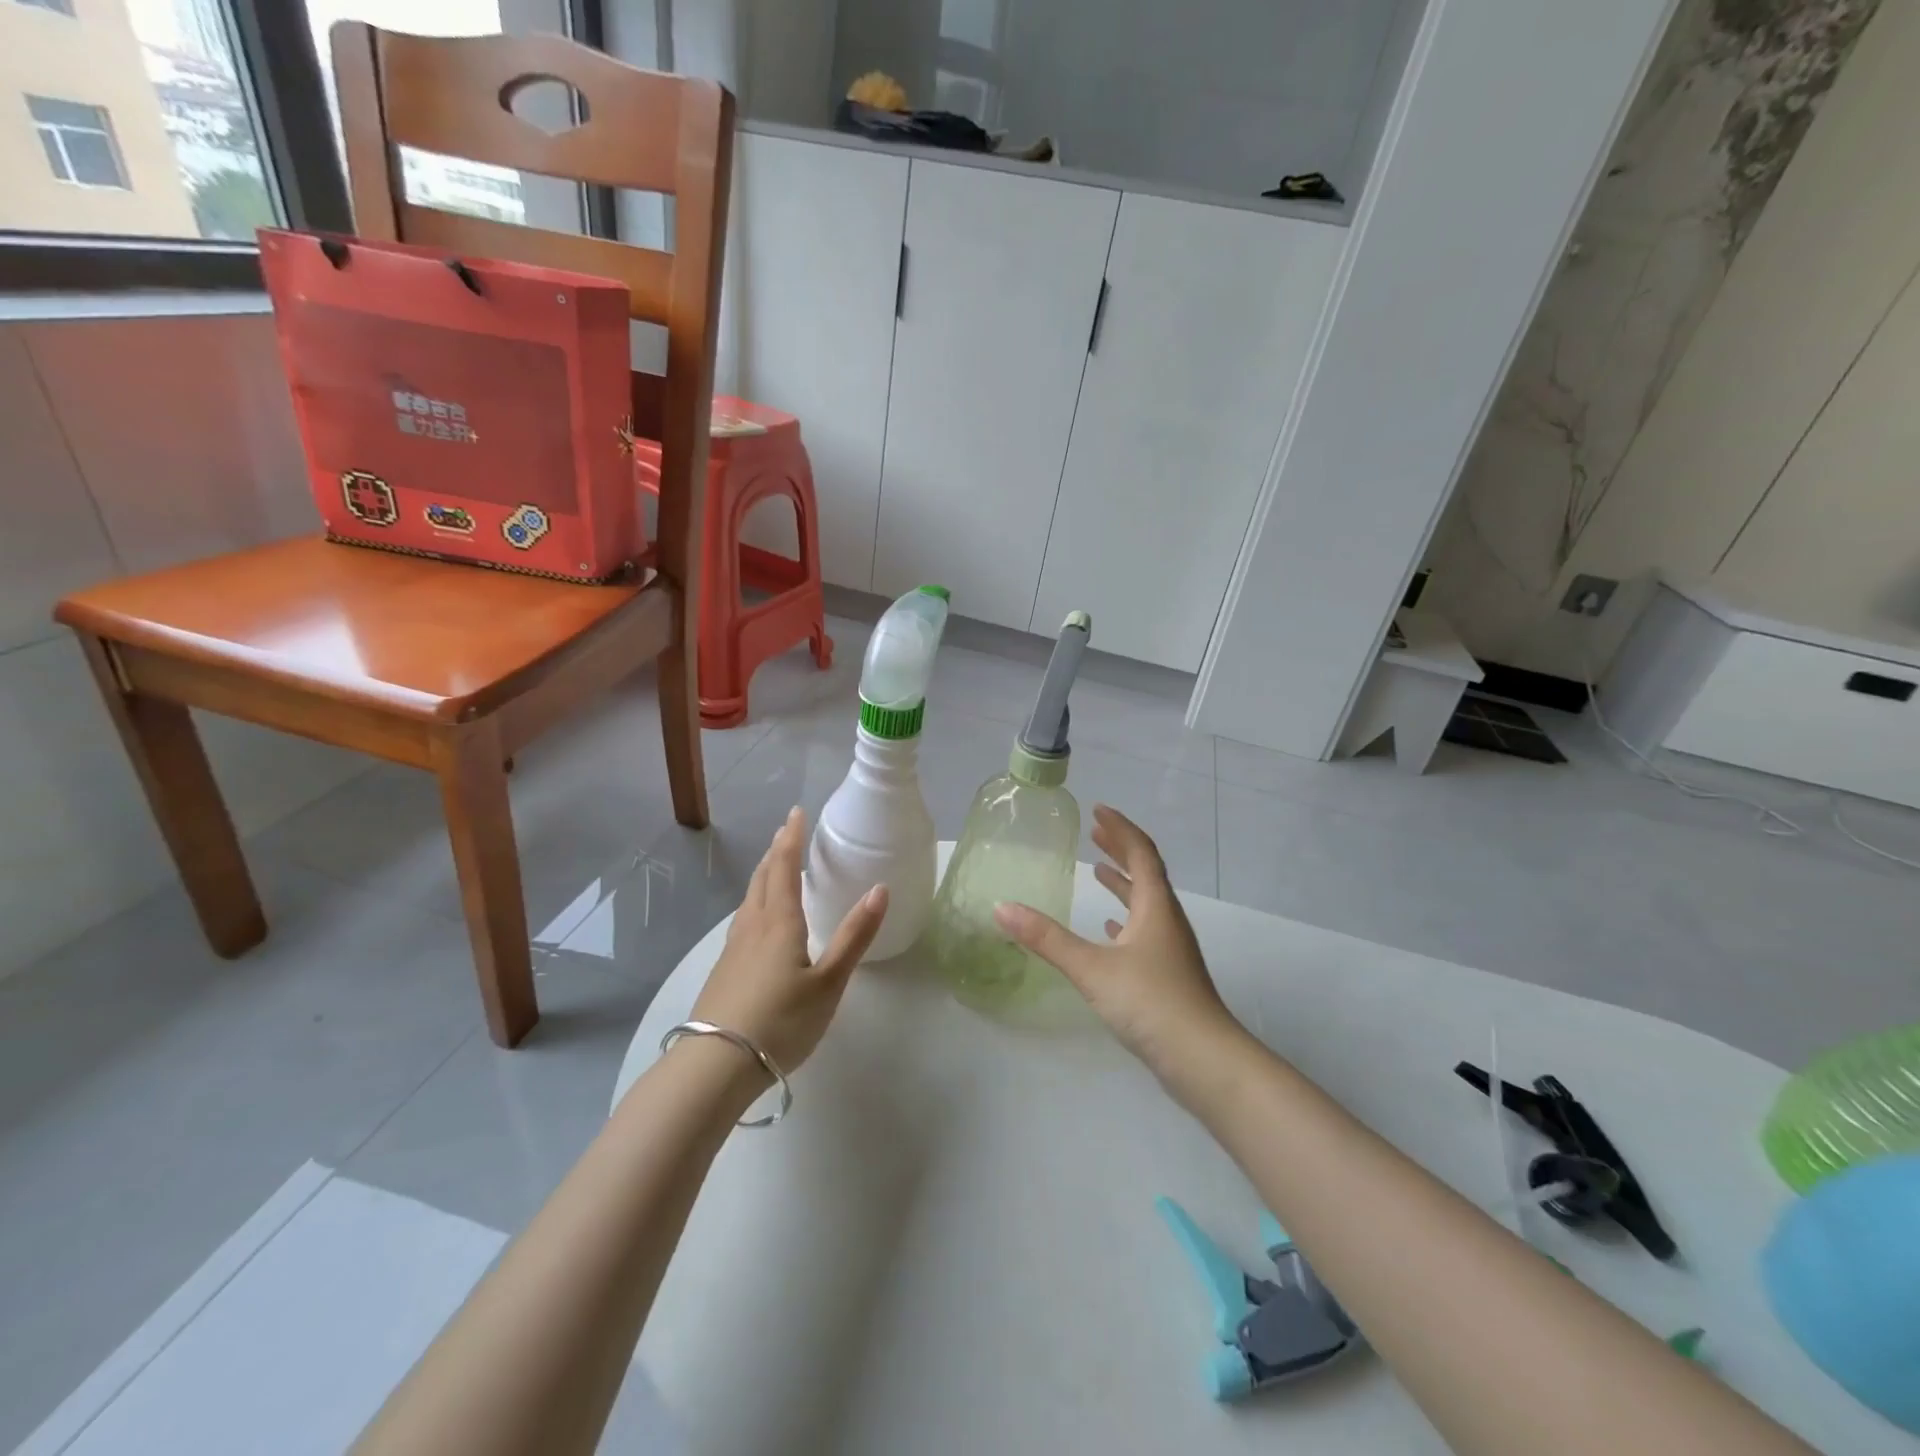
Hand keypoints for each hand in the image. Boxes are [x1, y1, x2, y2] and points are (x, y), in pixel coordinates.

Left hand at [689, 806, 887, 1077]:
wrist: (715, 1065)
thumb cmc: (781, 1021)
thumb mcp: (829, 982)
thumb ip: (855, 936)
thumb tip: (880, 889)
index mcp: (780, 922)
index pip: (784, 867)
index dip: (791, 838)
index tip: (797, 812)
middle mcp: (753, 926)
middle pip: (762, 878)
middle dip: (776, 852)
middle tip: (786, 833)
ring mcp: (733, 949)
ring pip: (749, 899)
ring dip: (763, 876)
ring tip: (773, 868)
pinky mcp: (723, 970)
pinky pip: (742, 920)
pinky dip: (755, 902)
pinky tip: (757, 920)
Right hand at [994, 805, 1241, 1082]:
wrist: (1204, 1061)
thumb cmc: (1151, 1003)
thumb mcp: (1093, 968)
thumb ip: (1047, 939)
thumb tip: (1002, 907)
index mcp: (1155, 907)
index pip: (1140, 853)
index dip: (1120, 829)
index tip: (1098, 810)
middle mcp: (1166, 921)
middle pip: (1146, 873)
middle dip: (1120, 850)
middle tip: (1095, 832)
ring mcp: (1170, 950)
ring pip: (1145, 903)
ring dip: (1122, 883)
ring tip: (1098, 871)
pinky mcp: (1167, 976)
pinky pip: (1144, 933)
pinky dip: (1125, 919)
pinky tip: (1110, 928)